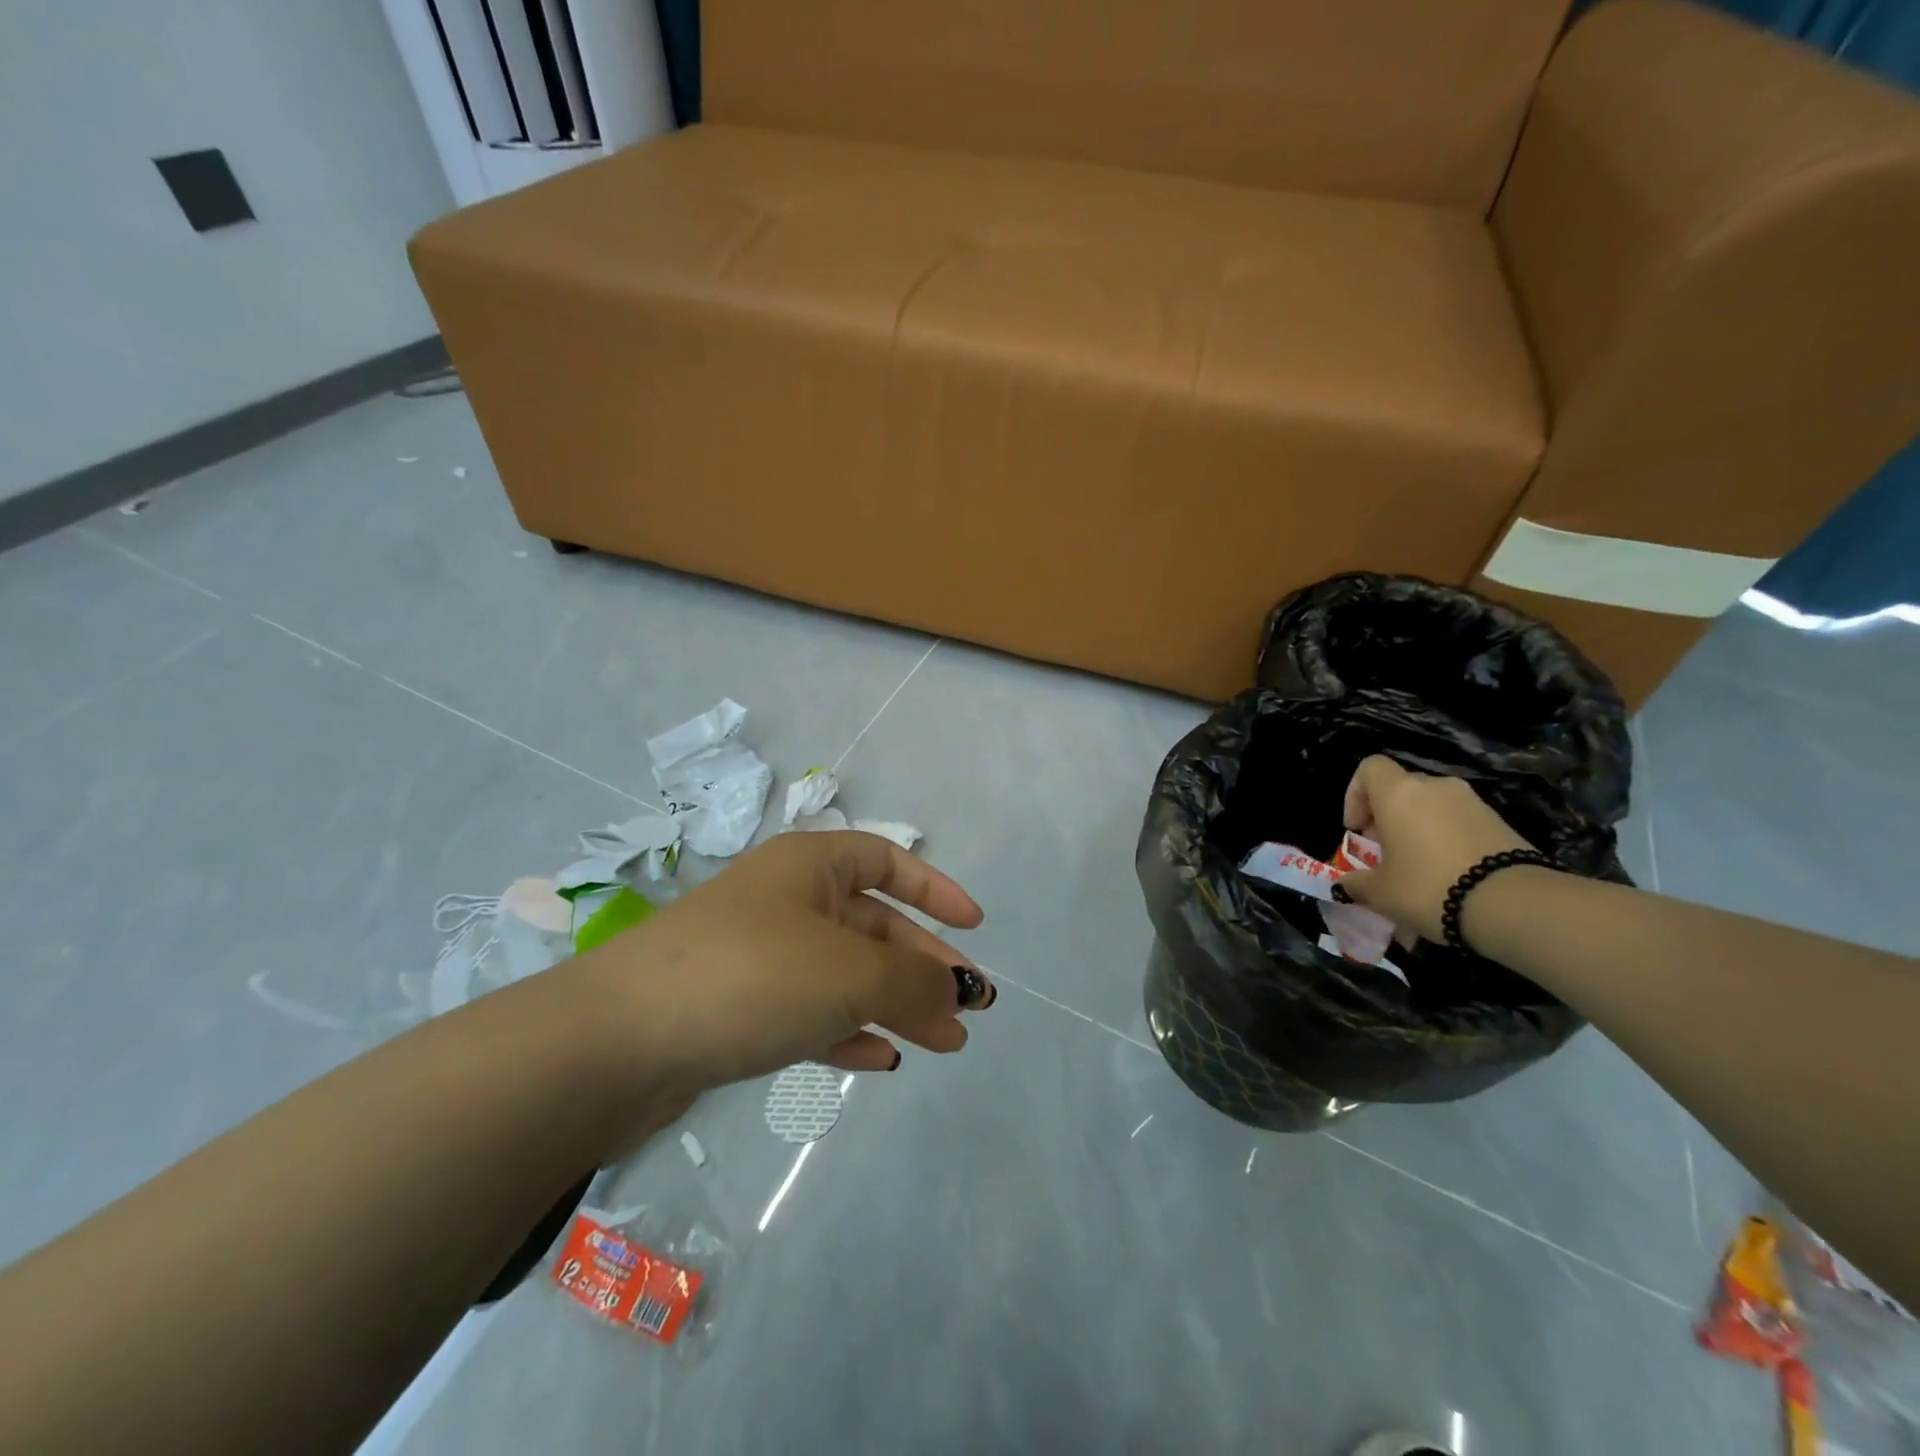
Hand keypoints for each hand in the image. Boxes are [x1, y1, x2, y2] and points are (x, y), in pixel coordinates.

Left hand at [558, 830, 990, 1115]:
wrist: (614, 1042)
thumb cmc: (751, 976)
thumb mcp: (851, 974)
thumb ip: (915, 981)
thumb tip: (960, 991)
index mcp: (809, 866)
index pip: (887, 861)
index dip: (935, 890)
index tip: (975, 927)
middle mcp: (784, 900)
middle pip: (873, 925)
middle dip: (924, 965)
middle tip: (969, 1008)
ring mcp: (757, 955)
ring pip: (844, 973)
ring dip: (894, 1004)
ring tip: (943, 1043)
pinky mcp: (734, 1008)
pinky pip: (807, 1012)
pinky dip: (846, 1031)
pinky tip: (878, 1060)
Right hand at [1337, 755, 1530, 941]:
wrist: (1514, 905)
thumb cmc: (1429, 887)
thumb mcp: (1380, 892)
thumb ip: (1357, 883)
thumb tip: (1347, 884)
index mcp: (1400, 793)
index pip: (1370, 768)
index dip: (1355, 794)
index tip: (1357, 829)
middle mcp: (1436, 787)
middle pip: (1402, 789)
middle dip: (1387, 818)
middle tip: (1384, 854)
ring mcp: (1473, 803)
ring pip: (1432, 807)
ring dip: (1417, 830)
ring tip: (1417, 868)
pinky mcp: (1501, 823)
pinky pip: (1459, 823)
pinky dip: (1447, 840)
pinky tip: (1449, 876)